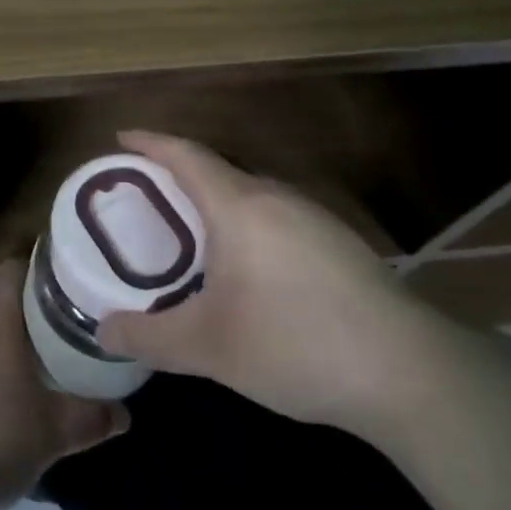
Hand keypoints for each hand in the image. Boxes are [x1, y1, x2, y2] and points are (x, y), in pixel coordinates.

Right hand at [96, 130, 434, 430]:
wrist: (407, 371)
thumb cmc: (294, 344)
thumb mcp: (208, 347)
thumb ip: (148, 337)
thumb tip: (103, 331)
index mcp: (239, 206)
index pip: (185, 155)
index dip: (150, 142)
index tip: (121, 138)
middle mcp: (276, 196)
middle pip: (217, 171)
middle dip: (178, 177)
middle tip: (146, 200)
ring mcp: (313, 216)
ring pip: (250, 195)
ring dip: (215, 204)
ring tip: (191, 236)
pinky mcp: (339, 242)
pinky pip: (276, 216)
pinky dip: (246, 225)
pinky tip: (249, 269)